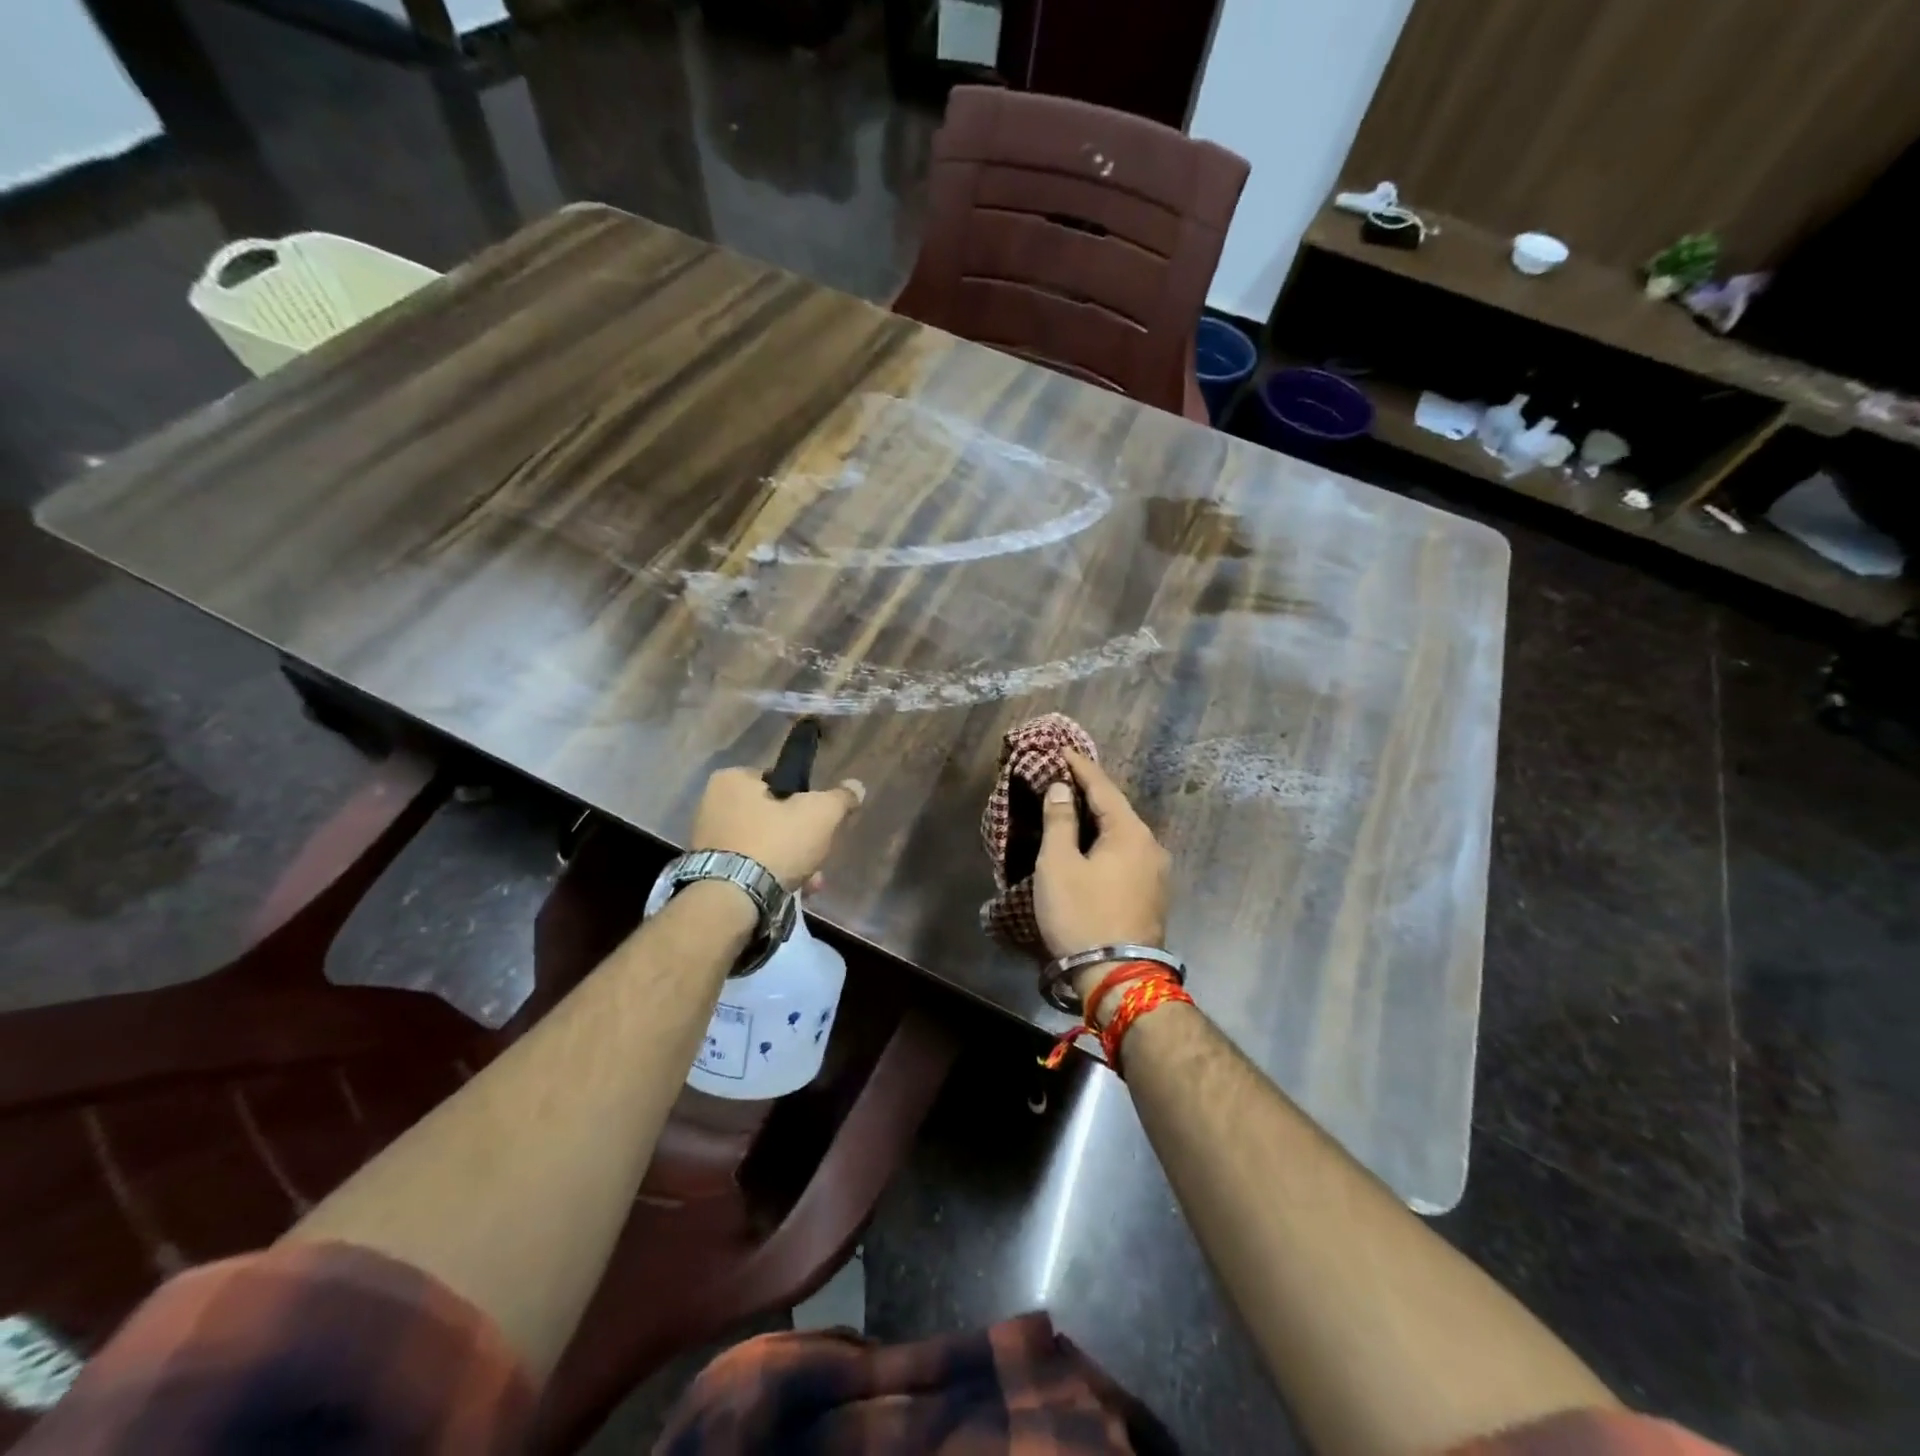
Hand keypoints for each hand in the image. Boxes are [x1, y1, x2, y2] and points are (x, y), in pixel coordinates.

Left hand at [691, 767, 864, 889]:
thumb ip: (841, 798)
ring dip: (791, 862)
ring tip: (811, 883)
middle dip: (800, 839)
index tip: (820, 821)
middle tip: (818, 856)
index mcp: (732, 780)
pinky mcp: (709, 872)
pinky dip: (770, 878)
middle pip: (773, 816)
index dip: (804, 799)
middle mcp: (712, 805)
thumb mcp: (821, 814)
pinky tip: (792, 893)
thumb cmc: (775, 844)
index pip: (778, 780)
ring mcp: (708, 841)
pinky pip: (749, 868)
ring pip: (763, 845)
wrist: (732, 901)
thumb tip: (856, 786)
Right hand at [1033, 750, 1170, 995]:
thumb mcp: (1059, 865)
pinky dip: (1106, 842)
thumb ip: (1059, 821)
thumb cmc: (1082, 915)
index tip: (1062, 749)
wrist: (1119, 978)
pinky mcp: (1153, 895)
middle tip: (1063, 777)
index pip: (1102, 787)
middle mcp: (1151, 846)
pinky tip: (1091, 846)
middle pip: (1116, 809)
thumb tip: (1061, 788)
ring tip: (1073, 809)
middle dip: (1089, 792)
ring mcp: (1157, 872)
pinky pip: (1127, 854)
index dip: (1080, 767)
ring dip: (1098, 820)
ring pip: (1123, 834)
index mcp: (1130, 832)